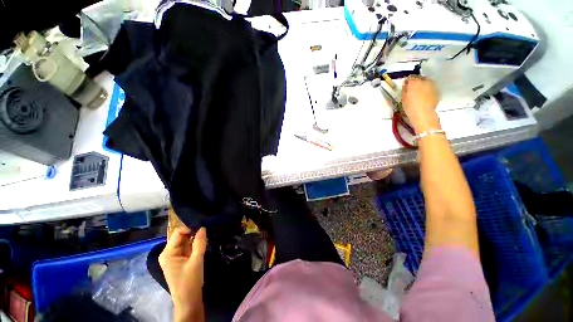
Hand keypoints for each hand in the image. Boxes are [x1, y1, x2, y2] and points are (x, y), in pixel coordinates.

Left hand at [159, 227, 207, 321]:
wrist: (189, 300)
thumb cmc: (190, 282)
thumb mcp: (196, 261)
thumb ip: (199, 243)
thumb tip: (203, 227)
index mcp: (168, 253)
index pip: (178, 233)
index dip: (190, 228)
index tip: (203, 227)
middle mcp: (169, 252)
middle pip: (182, 236)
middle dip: (194, 232)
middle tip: (207, 230)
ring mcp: (175, 256)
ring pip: (186, 241)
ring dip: (196, 238)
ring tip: (206, 235)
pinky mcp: (181, 259)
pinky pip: (188, 247)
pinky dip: (196, 244)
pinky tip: (204, 242)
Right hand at [402, 76, 440, 133]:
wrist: (423, 114)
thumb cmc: (410, 107)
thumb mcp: (403, 98)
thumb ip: (405, 88)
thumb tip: (406, 83)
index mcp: (414, 82)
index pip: (411, 77)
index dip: (408, 81)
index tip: (406, 86)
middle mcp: (425, 81)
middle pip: (420, 78)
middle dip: (417, 82)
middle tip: (413, 91)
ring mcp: (432, 85)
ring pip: (427, 82)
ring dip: (423, 86)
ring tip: (419, 94)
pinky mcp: (437, 90)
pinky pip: (431, 88)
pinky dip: (428, 90)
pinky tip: (425, 98)